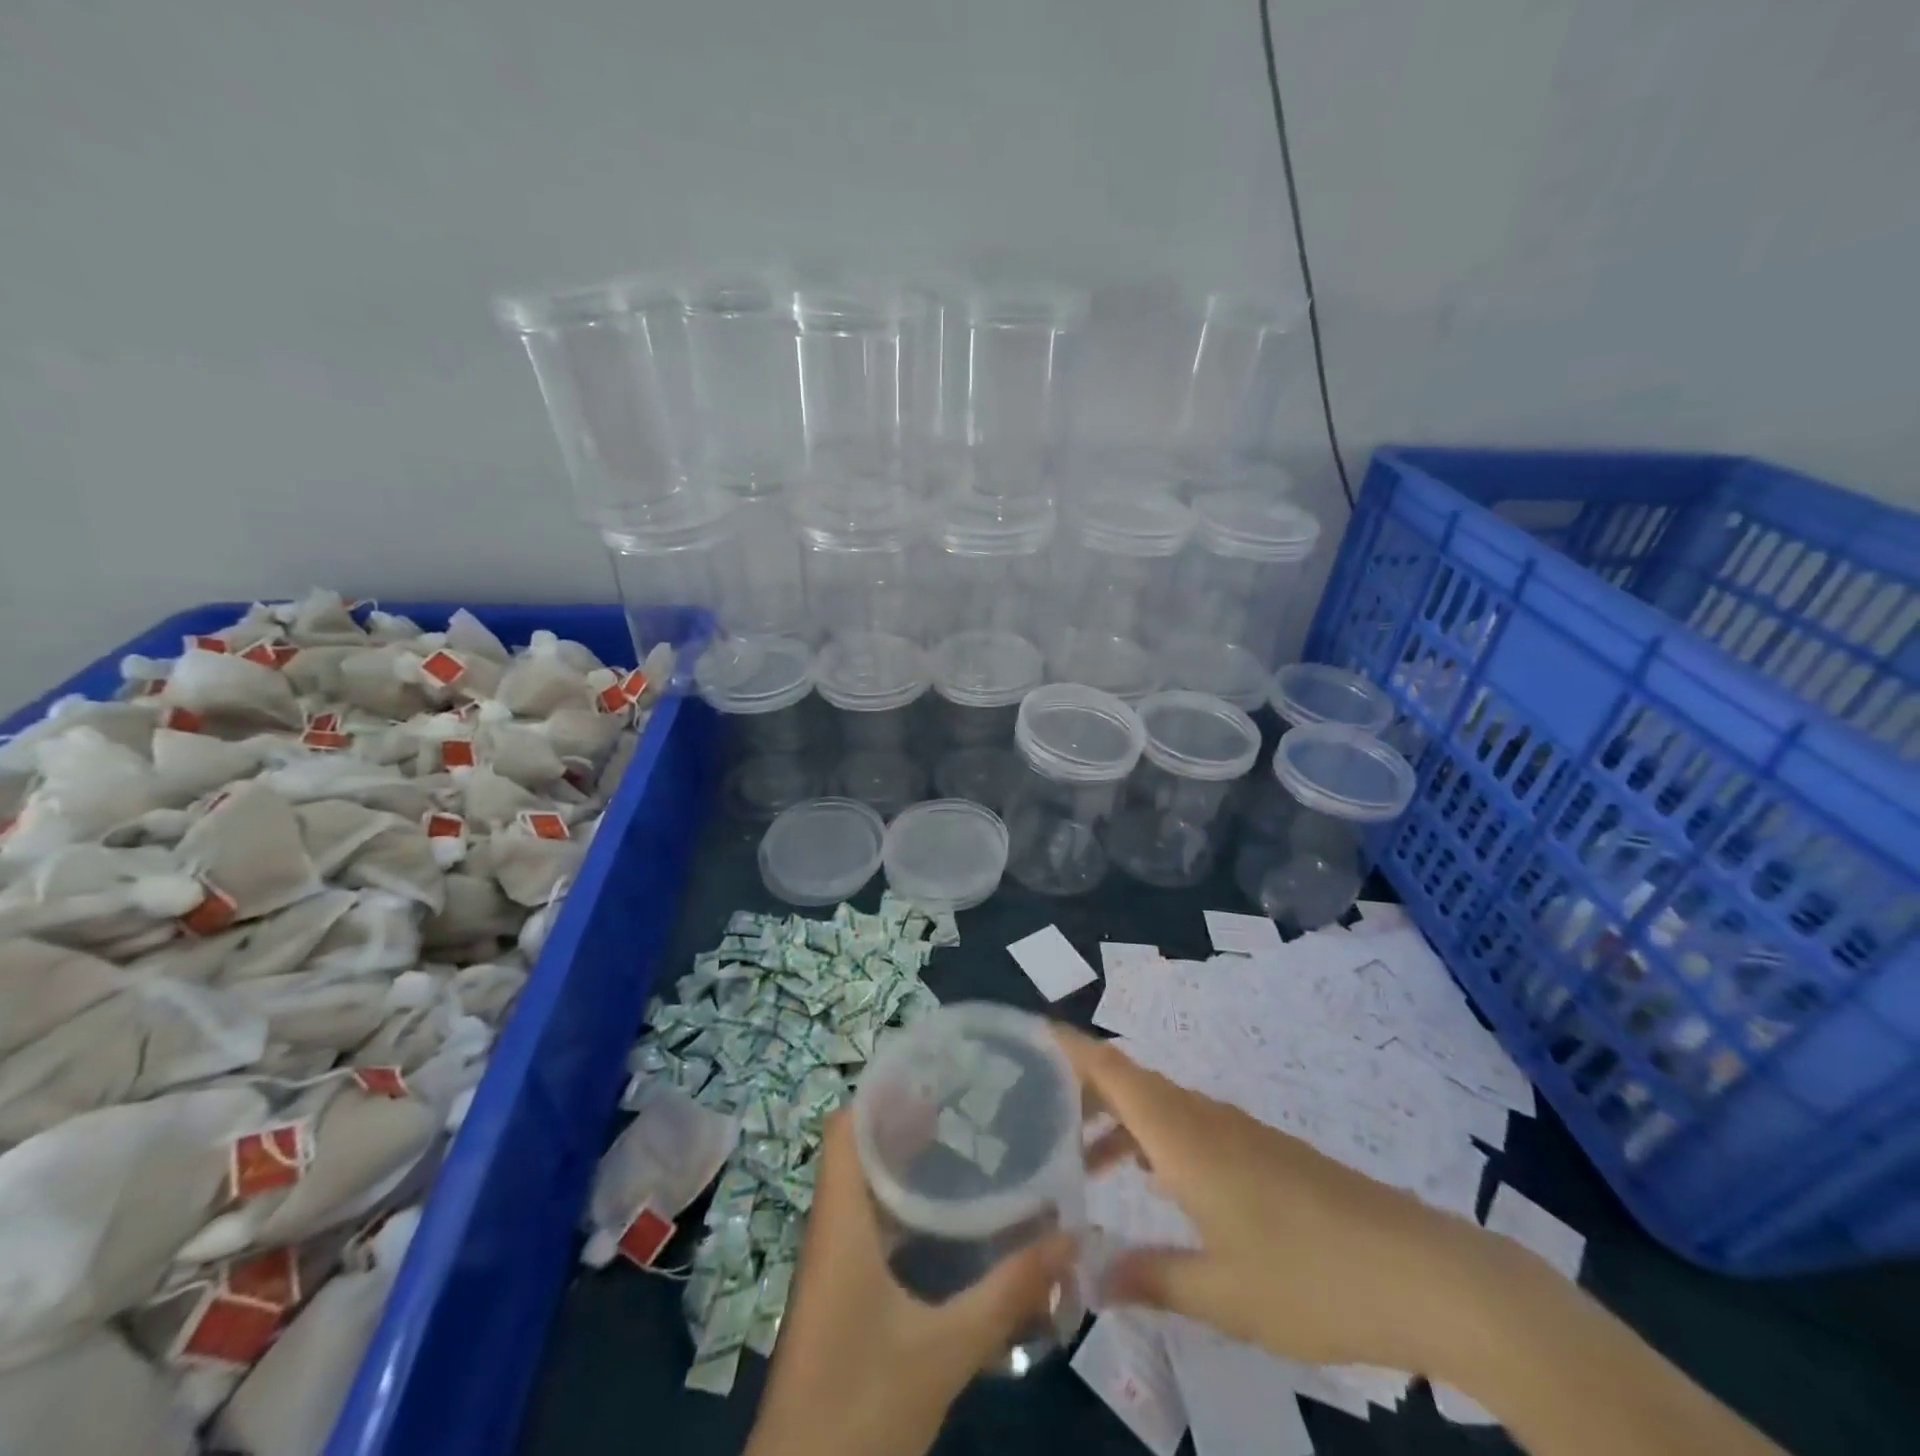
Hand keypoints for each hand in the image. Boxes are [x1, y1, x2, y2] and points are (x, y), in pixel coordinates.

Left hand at [745, 1109, 1073, 1455]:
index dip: (880, 1093)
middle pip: (856, 1150)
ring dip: (903, 1164)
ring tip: (962, 1145)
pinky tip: (945, 1222)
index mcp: (840, 1224)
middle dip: (903, 1122)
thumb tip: (1070, 1238)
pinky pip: (867, 1227)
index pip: (844, 1129)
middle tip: (963, 1105)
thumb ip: (1007, 1293)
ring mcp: (831, 1265)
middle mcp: (830, 1230)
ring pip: (861, 1189)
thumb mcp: (945, 1349)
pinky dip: (901, 1208)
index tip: (933, 1075)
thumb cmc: (862, 1406)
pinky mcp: (840, 1295)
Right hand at [1061, 1024, 1496, 1373]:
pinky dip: (1151, 1139)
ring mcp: (1236, 1131)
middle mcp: (1203, 1117)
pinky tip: (1150, 1184)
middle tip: (1032, 1115)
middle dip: (1079, 1089)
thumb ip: (1150, 1277)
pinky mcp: (1261, 1151)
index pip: (1112, 1069)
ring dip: (1115, 1121)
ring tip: (1079, 1163)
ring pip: (1157, 1105)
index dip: (1067, 1047)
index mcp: (1183, 1134)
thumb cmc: (1311, 1277)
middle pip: (1128, 1080)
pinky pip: (1187, 1126)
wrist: (1422, 1272)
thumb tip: (1087, 1277)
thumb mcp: (1222, 1293)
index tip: (1027, 1035)